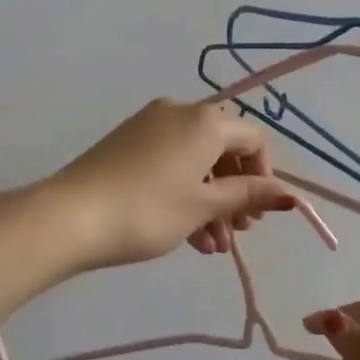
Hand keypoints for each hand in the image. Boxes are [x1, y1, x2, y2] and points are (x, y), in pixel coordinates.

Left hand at [47, 99, 297, 270]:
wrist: (70, 216)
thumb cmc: (148, 210)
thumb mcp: (203, 206)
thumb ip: (248, 195)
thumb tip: (290, 194)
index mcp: (205, 121)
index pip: (253, 138)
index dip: (264, 175)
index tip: (258, 212)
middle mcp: (179, 113)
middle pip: (223, 150)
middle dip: (235, 194)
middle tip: (238, 233)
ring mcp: (149, 126)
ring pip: (195, 162)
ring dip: (210, 203)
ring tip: (212, 247)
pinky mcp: (127, 143)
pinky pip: (170, 163)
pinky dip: (184, 193)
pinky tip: (188, 236)